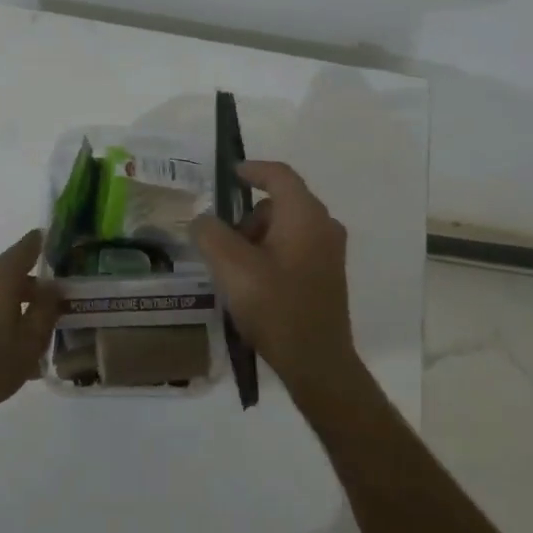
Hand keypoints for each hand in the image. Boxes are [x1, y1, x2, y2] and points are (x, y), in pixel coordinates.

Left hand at [0, 229, 60, 427]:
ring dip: (19, 307)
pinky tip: (14, 348)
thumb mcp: (32, 339)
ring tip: (37, 338)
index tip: (63, 249)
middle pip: (14, 272)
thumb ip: (47, 307)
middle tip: (58, 308)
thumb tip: (53, 286)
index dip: (46, 244)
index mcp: (0, 274)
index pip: (28, 245)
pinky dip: (2, 318)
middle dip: (36, 288)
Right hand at [191, 161, 361, 399]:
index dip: (253, 170)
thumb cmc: (276, 307)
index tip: (230, 174)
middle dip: (248, 217)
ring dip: (258, 238)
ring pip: (286, 228)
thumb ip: (210, 234)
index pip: (279, 175)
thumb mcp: (232, 268)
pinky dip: (271, 253)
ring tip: (235, 270)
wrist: (317, 362)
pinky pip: (295, 247)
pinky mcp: (327, 275)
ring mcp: (329, 252)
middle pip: (280, 204)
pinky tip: (254, 284)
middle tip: (222, 243)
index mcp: (305, 215)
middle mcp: (324, 225)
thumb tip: (203, 220)